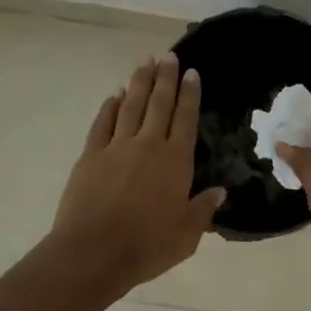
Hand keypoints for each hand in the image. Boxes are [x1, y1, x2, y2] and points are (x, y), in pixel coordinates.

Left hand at [51, 53, 224, 293]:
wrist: (93, 254)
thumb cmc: (147, 247)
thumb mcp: (187, 235)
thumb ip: (203, 210)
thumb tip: (220, 191)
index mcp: (176, 161)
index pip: (185, 118)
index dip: (190, 94)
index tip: (192, 72)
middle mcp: (148, 145)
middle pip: (159, 104)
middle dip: (166, 78)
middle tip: (169, 56)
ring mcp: (116, 147)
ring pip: (131, 106)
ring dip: (139, 82)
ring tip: (145, 61)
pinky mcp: (90, 156)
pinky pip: (102, 124)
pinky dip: (109, 107)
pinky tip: (114, 95)